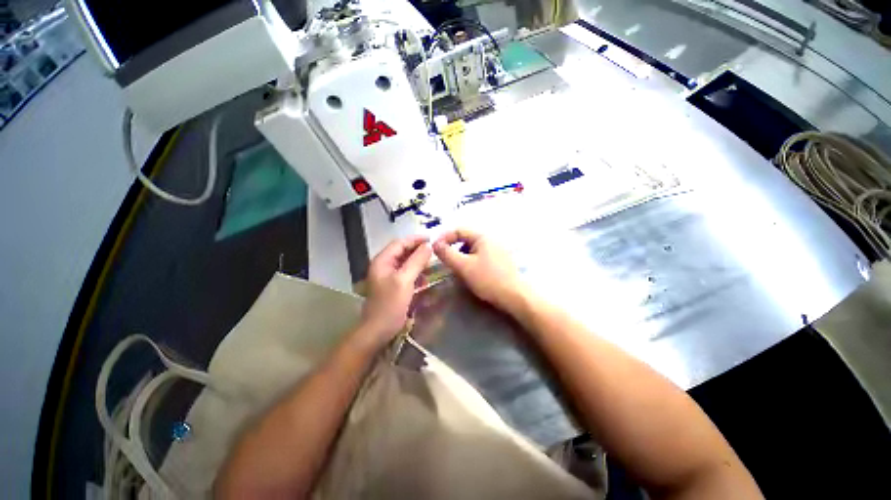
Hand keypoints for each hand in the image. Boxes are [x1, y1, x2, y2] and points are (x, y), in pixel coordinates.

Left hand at [359, 235, 431, 346]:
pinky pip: (406, 273)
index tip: (431, 239)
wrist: (378, 331)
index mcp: (382, 261)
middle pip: (402, 252)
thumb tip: (428, 246)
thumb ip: (416, 261)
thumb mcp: (404, 280)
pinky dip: (416, 272)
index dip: (415, 239)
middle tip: (434, 250)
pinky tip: (425, 277)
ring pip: (405, 262)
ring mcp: (388, 277)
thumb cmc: (390, 305)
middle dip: (418, 250)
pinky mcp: (393, 286)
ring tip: (432, 262)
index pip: (400, 243)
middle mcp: (384, 266)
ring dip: (418, 261)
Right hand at [432, 229, 530, 311]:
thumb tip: (434, 243)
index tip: (434, 249)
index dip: (444, 237)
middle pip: (465, 238)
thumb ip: (447, 253)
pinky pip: (479, 255)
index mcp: (482, 236)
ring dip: (461, 255)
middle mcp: (490, 239)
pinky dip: (470, 261)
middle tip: (444, 259)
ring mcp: (496, 249)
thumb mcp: (463, 266)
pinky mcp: (499, 260)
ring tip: (456, 268)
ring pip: (471, 248)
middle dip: (452, 247)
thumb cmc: (488, 279)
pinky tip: (469, 272)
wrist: (514, 296)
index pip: (458, 230)